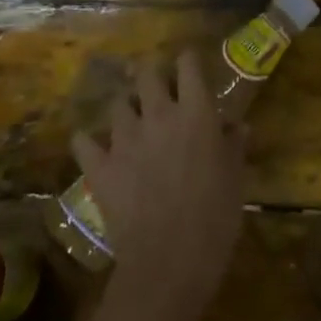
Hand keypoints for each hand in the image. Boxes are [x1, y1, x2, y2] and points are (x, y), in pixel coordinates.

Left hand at [72, 50, 245, 320]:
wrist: (170, 260)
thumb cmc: (216, 216)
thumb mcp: (236, 177)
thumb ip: (234, 145)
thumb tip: (237, 126)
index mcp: (196, 112)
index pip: (188, 64)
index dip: (188, 61)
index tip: (191, 65)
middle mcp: (158, 114)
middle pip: (147, 74)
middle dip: (152, 76)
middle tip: (159, 90)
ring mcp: (124, 139)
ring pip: (118, 104)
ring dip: (126, 108)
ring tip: (132, 122)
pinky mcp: (99, 166)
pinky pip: (84, 140)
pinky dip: (89, 141)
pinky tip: (96, 148)